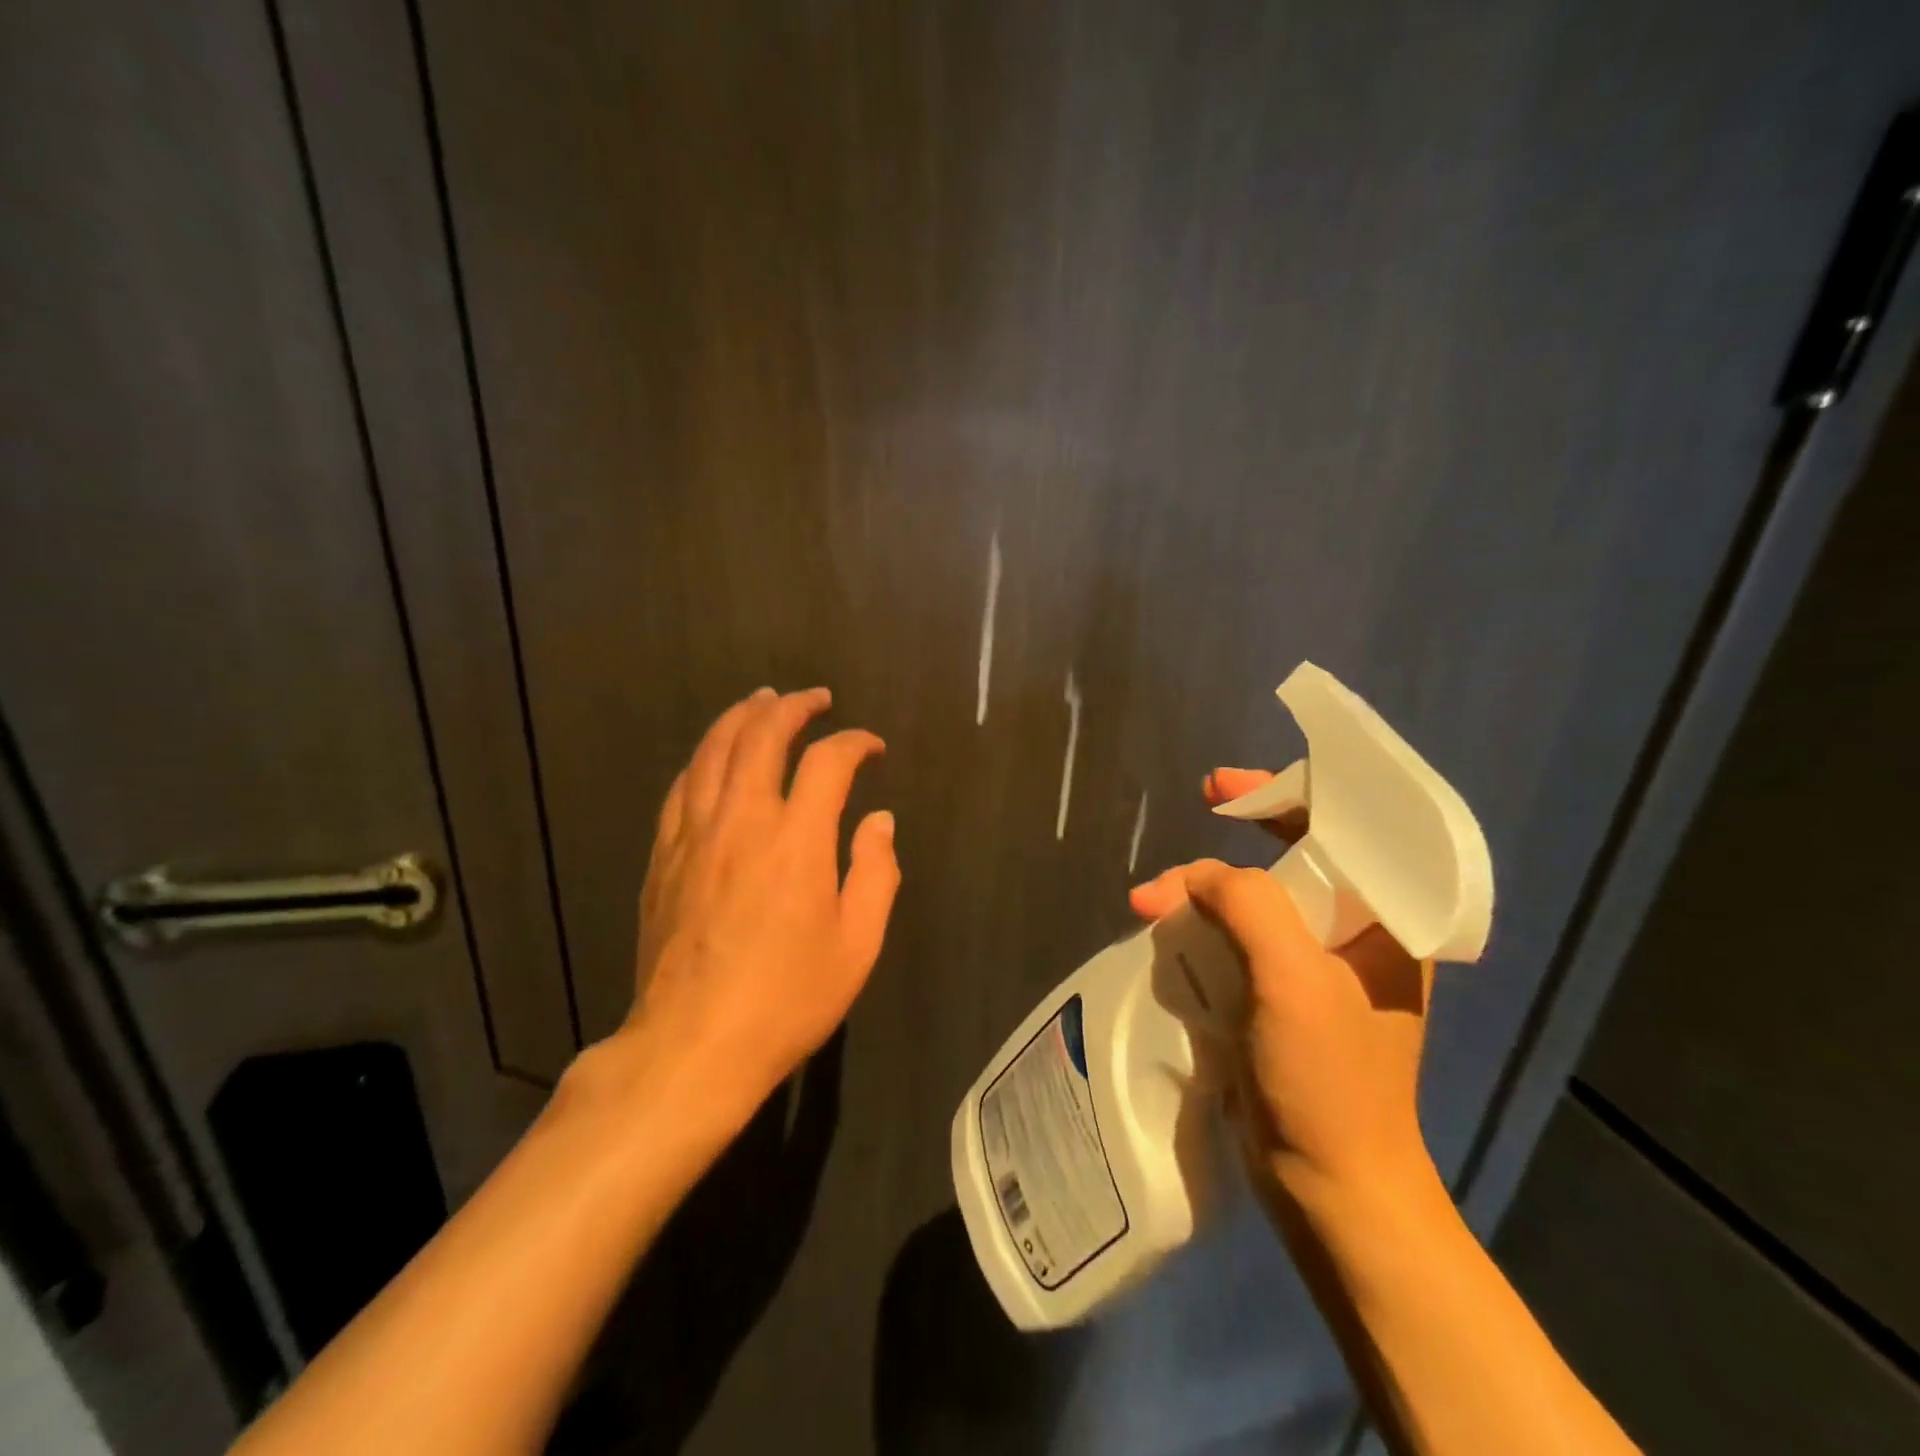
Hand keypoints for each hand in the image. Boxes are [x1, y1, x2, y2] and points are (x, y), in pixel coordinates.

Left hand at [618, 687, 899, 1127]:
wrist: (692, 1046)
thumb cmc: (787, 999)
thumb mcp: (857, 945)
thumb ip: (876, 872)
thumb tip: (880, 821)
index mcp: (797, 840)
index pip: (828, 762)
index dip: (854, 743)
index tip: (871, 747)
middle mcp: (742, 820)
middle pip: (761, 735)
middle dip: (793, 707)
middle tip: (815, 698)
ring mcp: (694, 834)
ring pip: (713, 750)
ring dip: (741, 717)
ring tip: (762, 701)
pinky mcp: (664, 856)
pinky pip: (681, 786)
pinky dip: (703, 758)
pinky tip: (713, 756)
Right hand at [1129, 768, 1434, 1207]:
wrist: (1331, 1188)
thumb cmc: (1329, 1080)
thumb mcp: (1293, 979)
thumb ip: (1250, 905)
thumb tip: (1197, 878)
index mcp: (1382, 923)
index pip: (1341, 832)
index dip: (1286, 796)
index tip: (1227, 788)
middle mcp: (1353, 938)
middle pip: (1291, 861)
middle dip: (1234, 839)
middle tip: (1193, 810)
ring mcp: (1314, 972)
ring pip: (1254, 903)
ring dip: (1202, 891)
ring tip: (1148, 902)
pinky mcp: (1279, 1000)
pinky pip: (1237, 941)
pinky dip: (1200, 927)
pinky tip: (1164, 930)